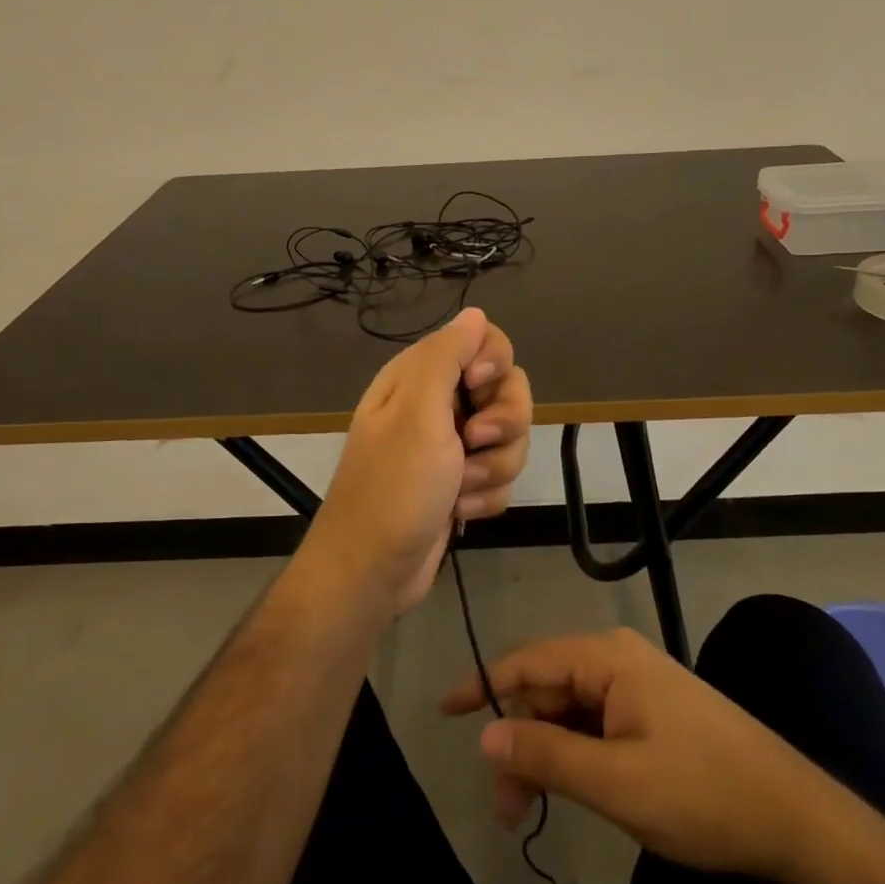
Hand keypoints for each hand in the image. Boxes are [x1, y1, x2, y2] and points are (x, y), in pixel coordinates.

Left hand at [305, 308, 531, 615]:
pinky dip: (485, 496)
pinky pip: (501, 476)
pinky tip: (458, 511)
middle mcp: (438, 405)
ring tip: (458, 490)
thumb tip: (474, 312)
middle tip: (473, 443)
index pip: (483, 341)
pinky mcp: (463, 483)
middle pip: (508, 390)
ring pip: (511, 438)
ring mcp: (453, 447)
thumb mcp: (417, 412)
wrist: (373, 571)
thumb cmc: (393, 487)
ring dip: (492, 469)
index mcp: (421, 377)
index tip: (479, 388)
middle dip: (503, 424)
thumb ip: (446, 355)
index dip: (493, 363)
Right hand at [442, 627, 810, 877]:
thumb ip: (546, 754)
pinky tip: (567, 791)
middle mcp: (619, 660)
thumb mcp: (616, 782)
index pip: (528, 661)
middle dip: (519, 740)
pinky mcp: (653, 713)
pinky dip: (573, 757)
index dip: (483, 685)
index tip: (444, 711)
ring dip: (544, 755)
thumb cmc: (701, 793)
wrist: (795, 818)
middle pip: (547, 690)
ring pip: (569, 711)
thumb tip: (486, 732)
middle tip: (505, 806)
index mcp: (608, 659)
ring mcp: (639, 686)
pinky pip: (596, 724)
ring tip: (528, 810)